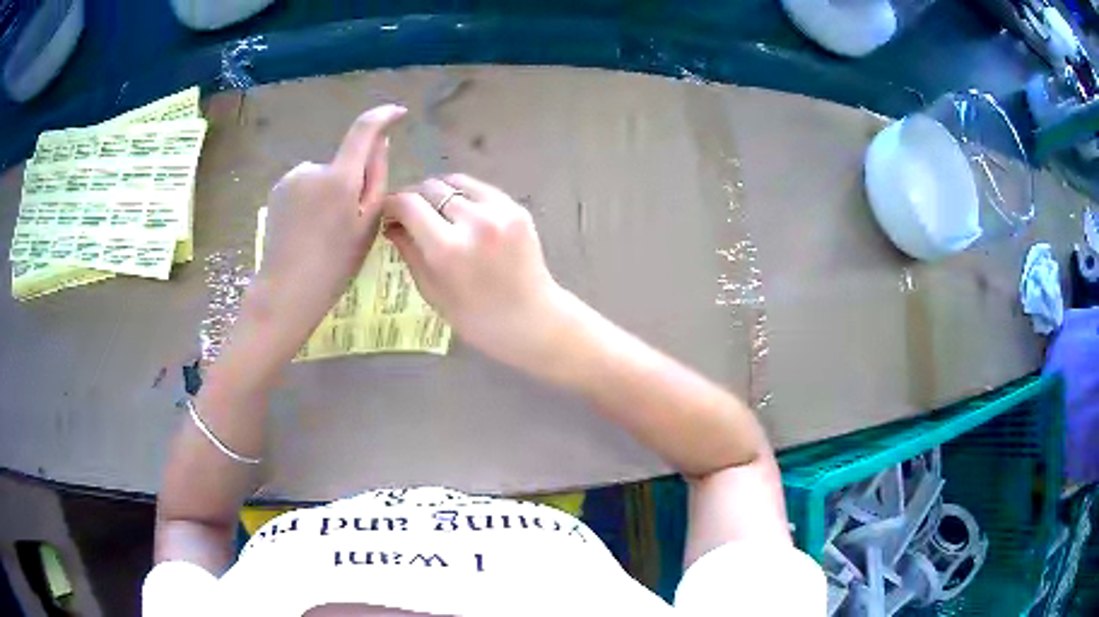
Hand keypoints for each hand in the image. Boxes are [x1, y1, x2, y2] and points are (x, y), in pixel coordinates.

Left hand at [249, 104, 406, 350]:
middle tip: (350, 220)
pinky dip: (311, 198)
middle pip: (343, 161)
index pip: (364, 129)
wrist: (287, 291)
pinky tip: (306, 229)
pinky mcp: (277, 191)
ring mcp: (291, 178)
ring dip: (330, 191)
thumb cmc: (335, 264)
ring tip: (325, 230)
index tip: (398, 114)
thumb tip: (381, 143)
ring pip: (323, 175)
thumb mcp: (367, 225)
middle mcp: (313, 168)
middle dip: (352, 179)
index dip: (383, 116)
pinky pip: (305, 185)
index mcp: (339, 177)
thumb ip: (377, 178)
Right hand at [383, 174, 574, 370]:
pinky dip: (465, 196)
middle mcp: (473, 222)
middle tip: (410, 213)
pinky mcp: (516, 208)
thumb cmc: (475, 318)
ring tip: (436, 211)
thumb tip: (391, 224)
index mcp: (447, 248)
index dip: (392, 204)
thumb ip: (409, 251)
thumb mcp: (431, 290)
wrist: (531, 320)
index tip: (387, 212)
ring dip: (439, 193)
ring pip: (455, 182)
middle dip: (415, 197)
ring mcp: (499, 211)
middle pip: (431, 187)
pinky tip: (462, 213)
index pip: (408, 204)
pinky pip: (480, 189)